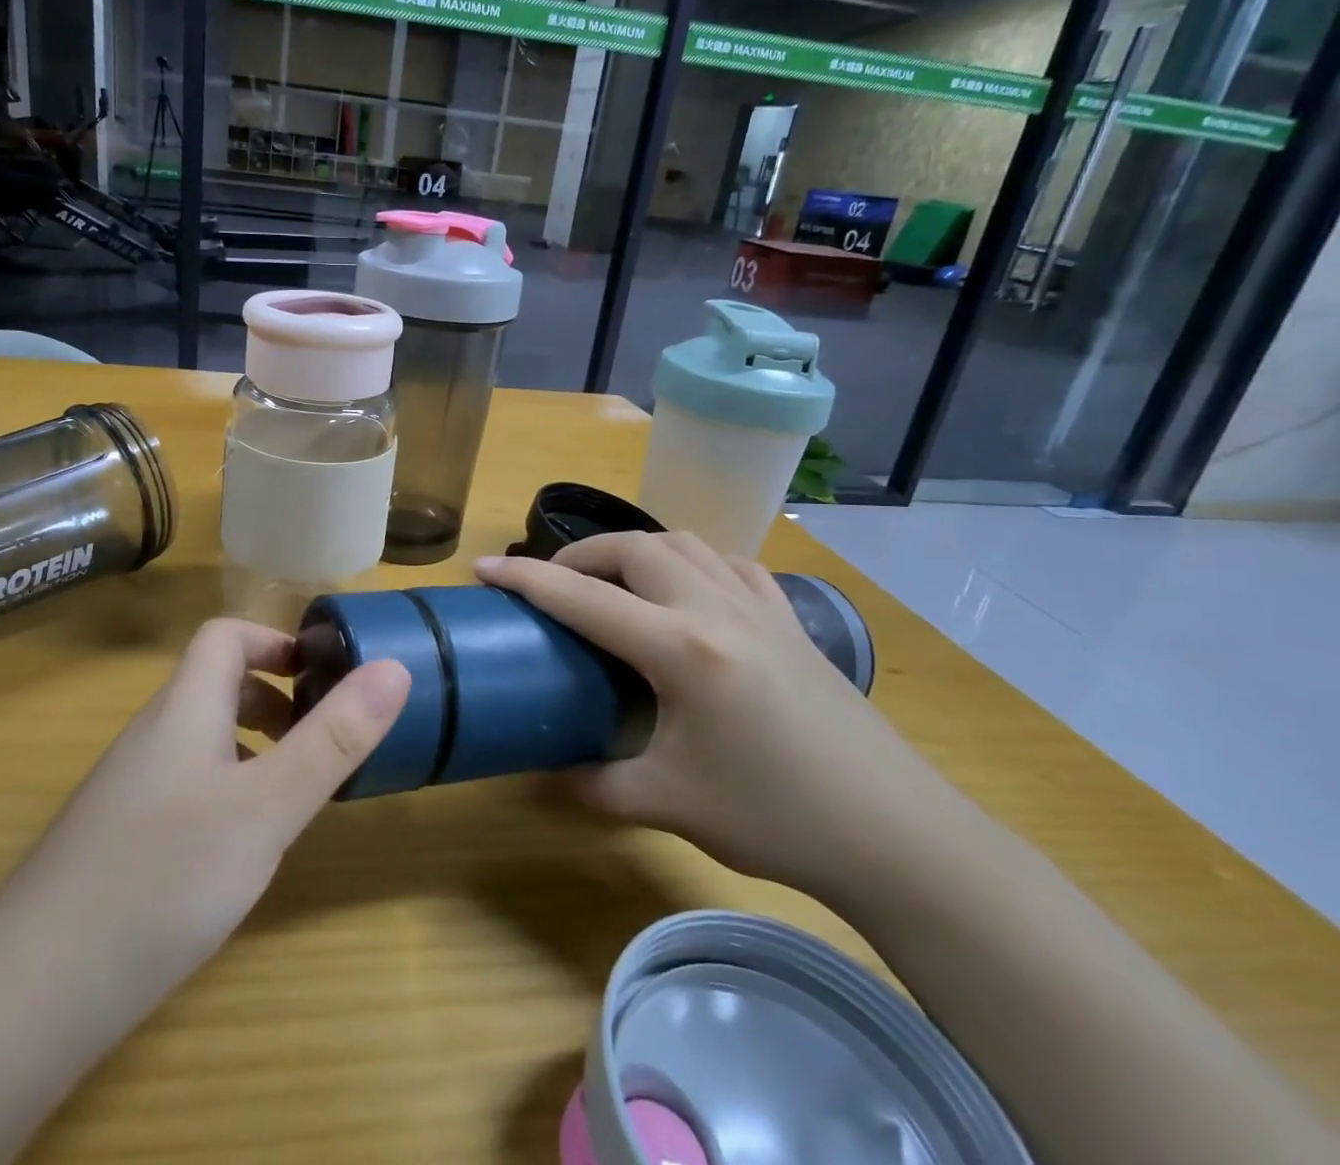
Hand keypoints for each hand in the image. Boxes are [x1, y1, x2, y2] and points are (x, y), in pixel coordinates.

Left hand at [23, 620, 408, 1031]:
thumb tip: (395, 668)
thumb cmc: (165, 876)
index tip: (321, 673)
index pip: (224, 637)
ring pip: (200, 739)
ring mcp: (129, 788)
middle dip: (273, 698)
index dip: (274, 640)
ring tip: (291, 794)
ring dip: (252, 747)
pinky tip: (238, 850)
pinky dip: (224, 792)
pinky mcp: (118, 837)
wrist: (33, 992)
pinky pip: (184, 786)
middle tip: (319, 738)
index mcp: (184, 709)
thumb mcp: (268, 807)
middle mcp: (152, 735)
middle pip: (214, 686)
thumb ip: (333, 739)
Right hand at [476, 532, 955, 901]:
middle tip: (553, 587)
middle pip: (632, 549)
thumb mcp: (669, 802)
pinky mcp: (790, 620)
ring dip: (635, 550)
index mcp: (680, 647)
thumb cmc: (776, 817)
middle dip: (580, 557)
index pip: (583, 598)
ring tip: (613, 583)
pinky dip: (694, 563)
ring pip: (683, 544)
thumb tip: (542, 778)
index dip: (526, 579)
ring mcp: (759, 607)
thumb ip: (594, 784)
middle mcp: (715, 608)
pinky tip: (690, 591)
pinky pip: (732, 564)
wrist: (897, 836)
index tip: (483, 567)